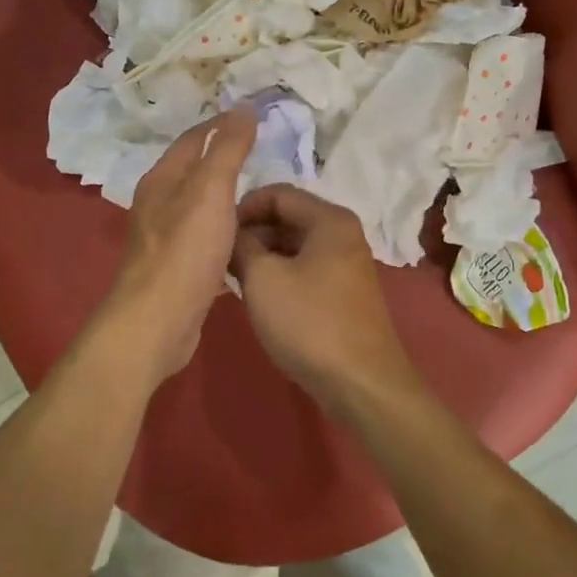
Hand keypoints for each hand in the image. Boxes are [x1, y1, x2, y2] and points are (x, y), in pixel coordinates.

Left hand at [102, 108, 256, 380]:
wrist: (157, 322)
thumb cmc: (184, 250)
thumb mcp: (211, 191)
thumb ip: (228, 149)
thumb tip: (243, 107)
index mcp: (162, 179)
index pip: (194, 137)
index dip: (222, 123)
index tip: (255, 115)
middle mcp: (158, 203)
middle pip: (194, 170)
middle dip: (225, 157)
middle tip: (264, 152)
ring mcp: (165, 237)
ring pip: (200, 205)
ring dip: (226, 195)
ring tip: (261, 192)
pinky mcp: (177, 268)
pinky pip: (205, 237)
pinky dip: (225, 228)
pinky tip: (246, 237)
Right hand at [231, 185, 416, 408]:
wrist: (361, 383)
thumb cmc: (309, 322)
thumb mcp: (263, 279)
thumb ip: (242, 246)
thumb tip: (234, 235)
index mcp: (329, 219)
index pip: (278, 193)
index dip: (243, 207)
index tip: (216, 232)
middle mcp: (343, 233)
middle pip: (288, 217)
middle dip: (252, 233)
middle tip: (220, 258)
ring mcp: (346, 263)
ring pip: (295, 245)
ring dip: (263, 256)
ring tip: (233, 278)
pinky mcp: (343, 291)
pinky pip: (305, 268)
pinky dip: (280, 274)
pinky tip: (259, 296)